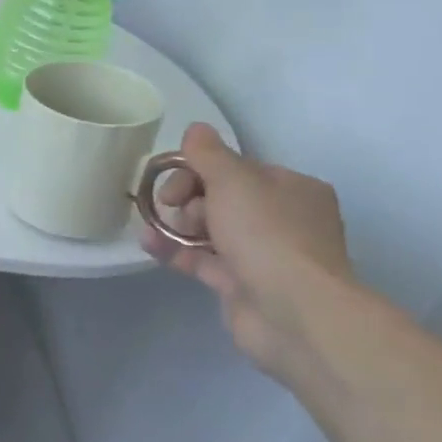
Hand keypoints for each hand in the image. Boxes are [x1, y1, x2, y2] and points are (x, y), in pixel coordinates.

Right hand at [141, 123, 351, 376]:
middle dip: (188, 199)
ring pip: (209, 230)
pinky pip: (202, 259)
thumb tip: (196, 129)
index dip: (199, 169)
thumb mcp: (233, 181)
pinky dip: (175, 250)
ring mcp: (263, 255)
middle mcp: (283, 219)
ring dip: (176, 224)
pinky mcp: (242, 285)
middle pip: (221, 198)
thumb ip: (209, 154)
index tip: (172, 178)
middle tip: (173, 208)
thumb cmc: (267, 234)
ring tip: (151, 227)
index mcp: (292, 189)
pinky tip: (149, 244)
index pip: (237, 169)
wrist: (293, 312)